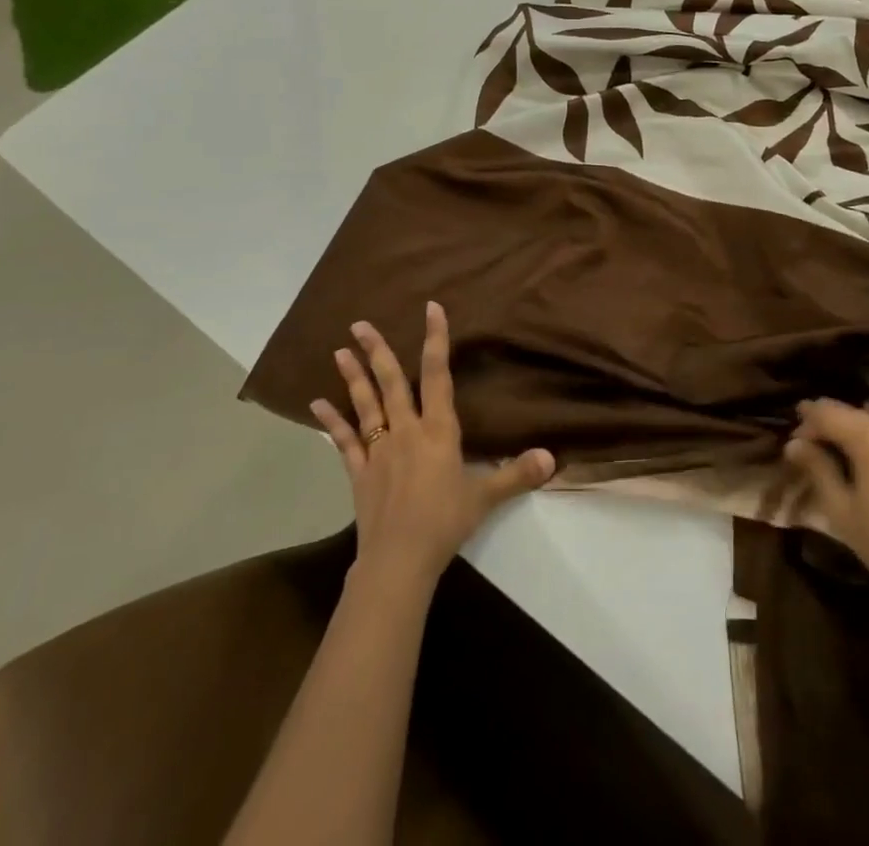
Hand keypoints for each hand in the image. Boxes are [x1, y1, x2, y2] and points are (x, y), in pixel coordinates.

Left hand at [313, 302, 555, 586]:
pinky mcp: (359, 473)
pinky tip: (316, 404)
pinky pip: (344, 442)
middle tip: (360, 324)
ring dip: (352, 377)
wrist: (399, 560)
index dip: (435, 340)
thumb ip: (517, 474)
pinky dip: (331, 423)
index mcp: (438, 430)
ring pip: (365, 405)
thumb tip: (552, 458)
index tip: (431, 309)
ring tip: (338, 351)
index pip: (437, 375)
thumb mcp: (486, 496)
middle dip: (376, 351)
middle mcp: (406, 430)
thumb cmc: (445, 523)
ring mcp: (379, 450)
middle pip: (391, 383)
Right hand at [782, 399, 868, 607]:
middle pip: (858, 415)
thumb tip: (794, 443)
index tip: (795, 439)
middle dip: (834, 427)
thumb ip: (817, 468)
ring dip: (863, 436)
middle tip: (818, 449)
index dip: (808, 420)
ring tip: (850, 459)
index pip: (830, 411)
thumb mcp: (841, 510)